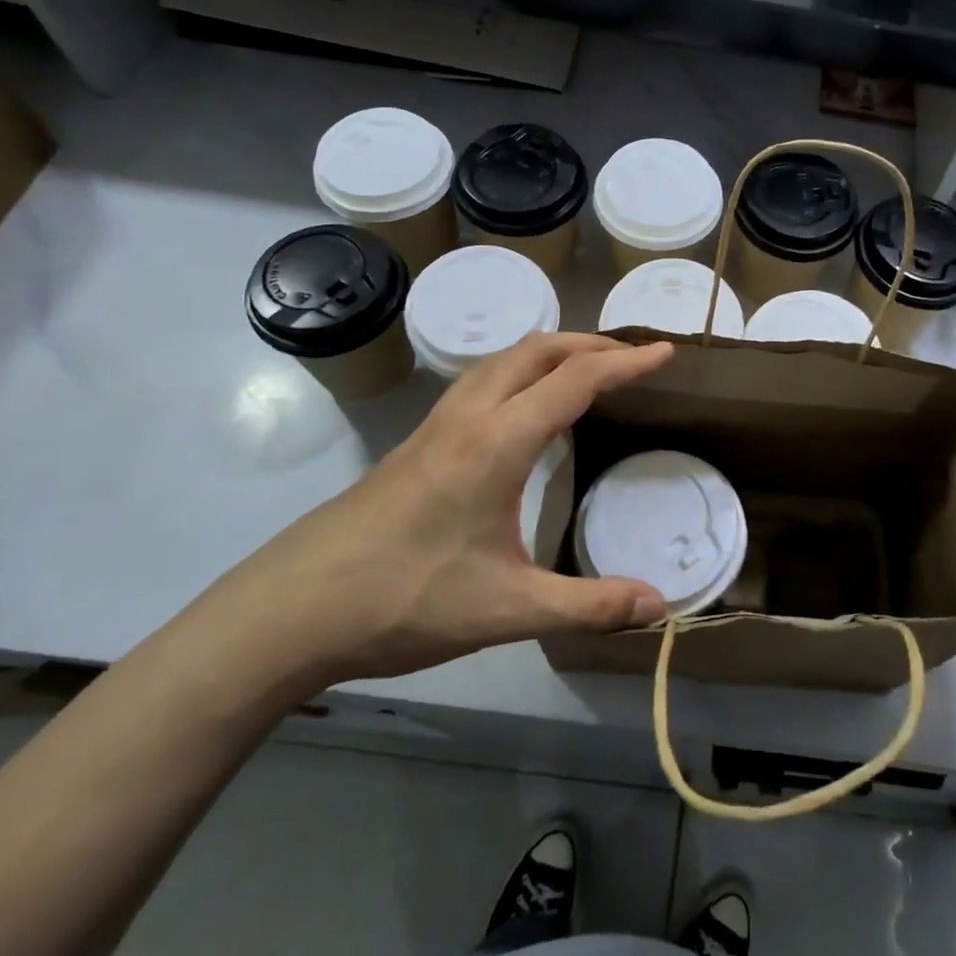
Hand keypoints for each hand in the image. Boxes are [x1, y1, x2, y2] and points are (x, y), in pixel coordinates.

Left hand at [204, 333, 675, 692]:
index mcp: (497, 443)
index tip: (666, 353)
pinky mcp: (416, 444)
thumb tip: (660, 604)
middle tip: (632, 359)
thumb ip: (588, 605)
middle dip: (591, 344)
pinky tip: (523, 408)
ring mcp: (436, 426)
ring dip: (552, 351)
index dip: (627, 364)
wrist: (289, 611)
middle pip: (537, 350)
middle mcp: (468, 417)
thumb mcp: (507, 611)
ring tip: (586, 371)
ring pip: (503, 360)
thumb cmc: (404, 601)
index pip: (576, 381)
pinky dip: (521, 371)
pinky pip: (481, 381)